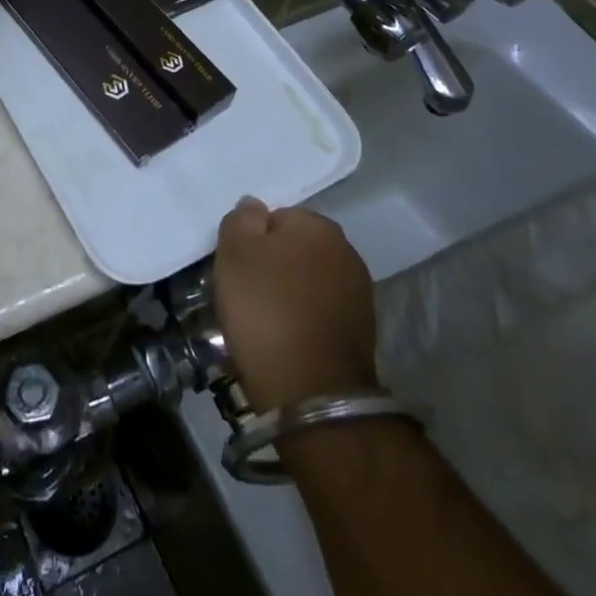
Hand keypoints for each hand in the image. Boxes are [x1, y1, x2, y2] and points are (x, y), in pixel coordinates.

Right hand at [214, 198, 377, 408]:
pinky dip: (304, 317)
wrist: (310, 389)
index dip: (252, 240)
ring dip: (290, 291)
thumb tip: (254, 206)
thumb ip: (241, 219)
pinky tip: (286, 336)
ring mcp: (359, 292)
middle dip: (273, 263)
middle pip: (295, 247)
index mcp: (317, 226)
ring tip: (265, 318)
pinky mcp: (362, 329)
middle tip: (247, 291)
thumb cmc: (265, 308)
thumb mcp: (234, 252)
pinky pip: (320, 309)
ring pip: (309, 279)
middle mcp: (346, 251)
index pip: (275, 217)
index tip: (238, 267)